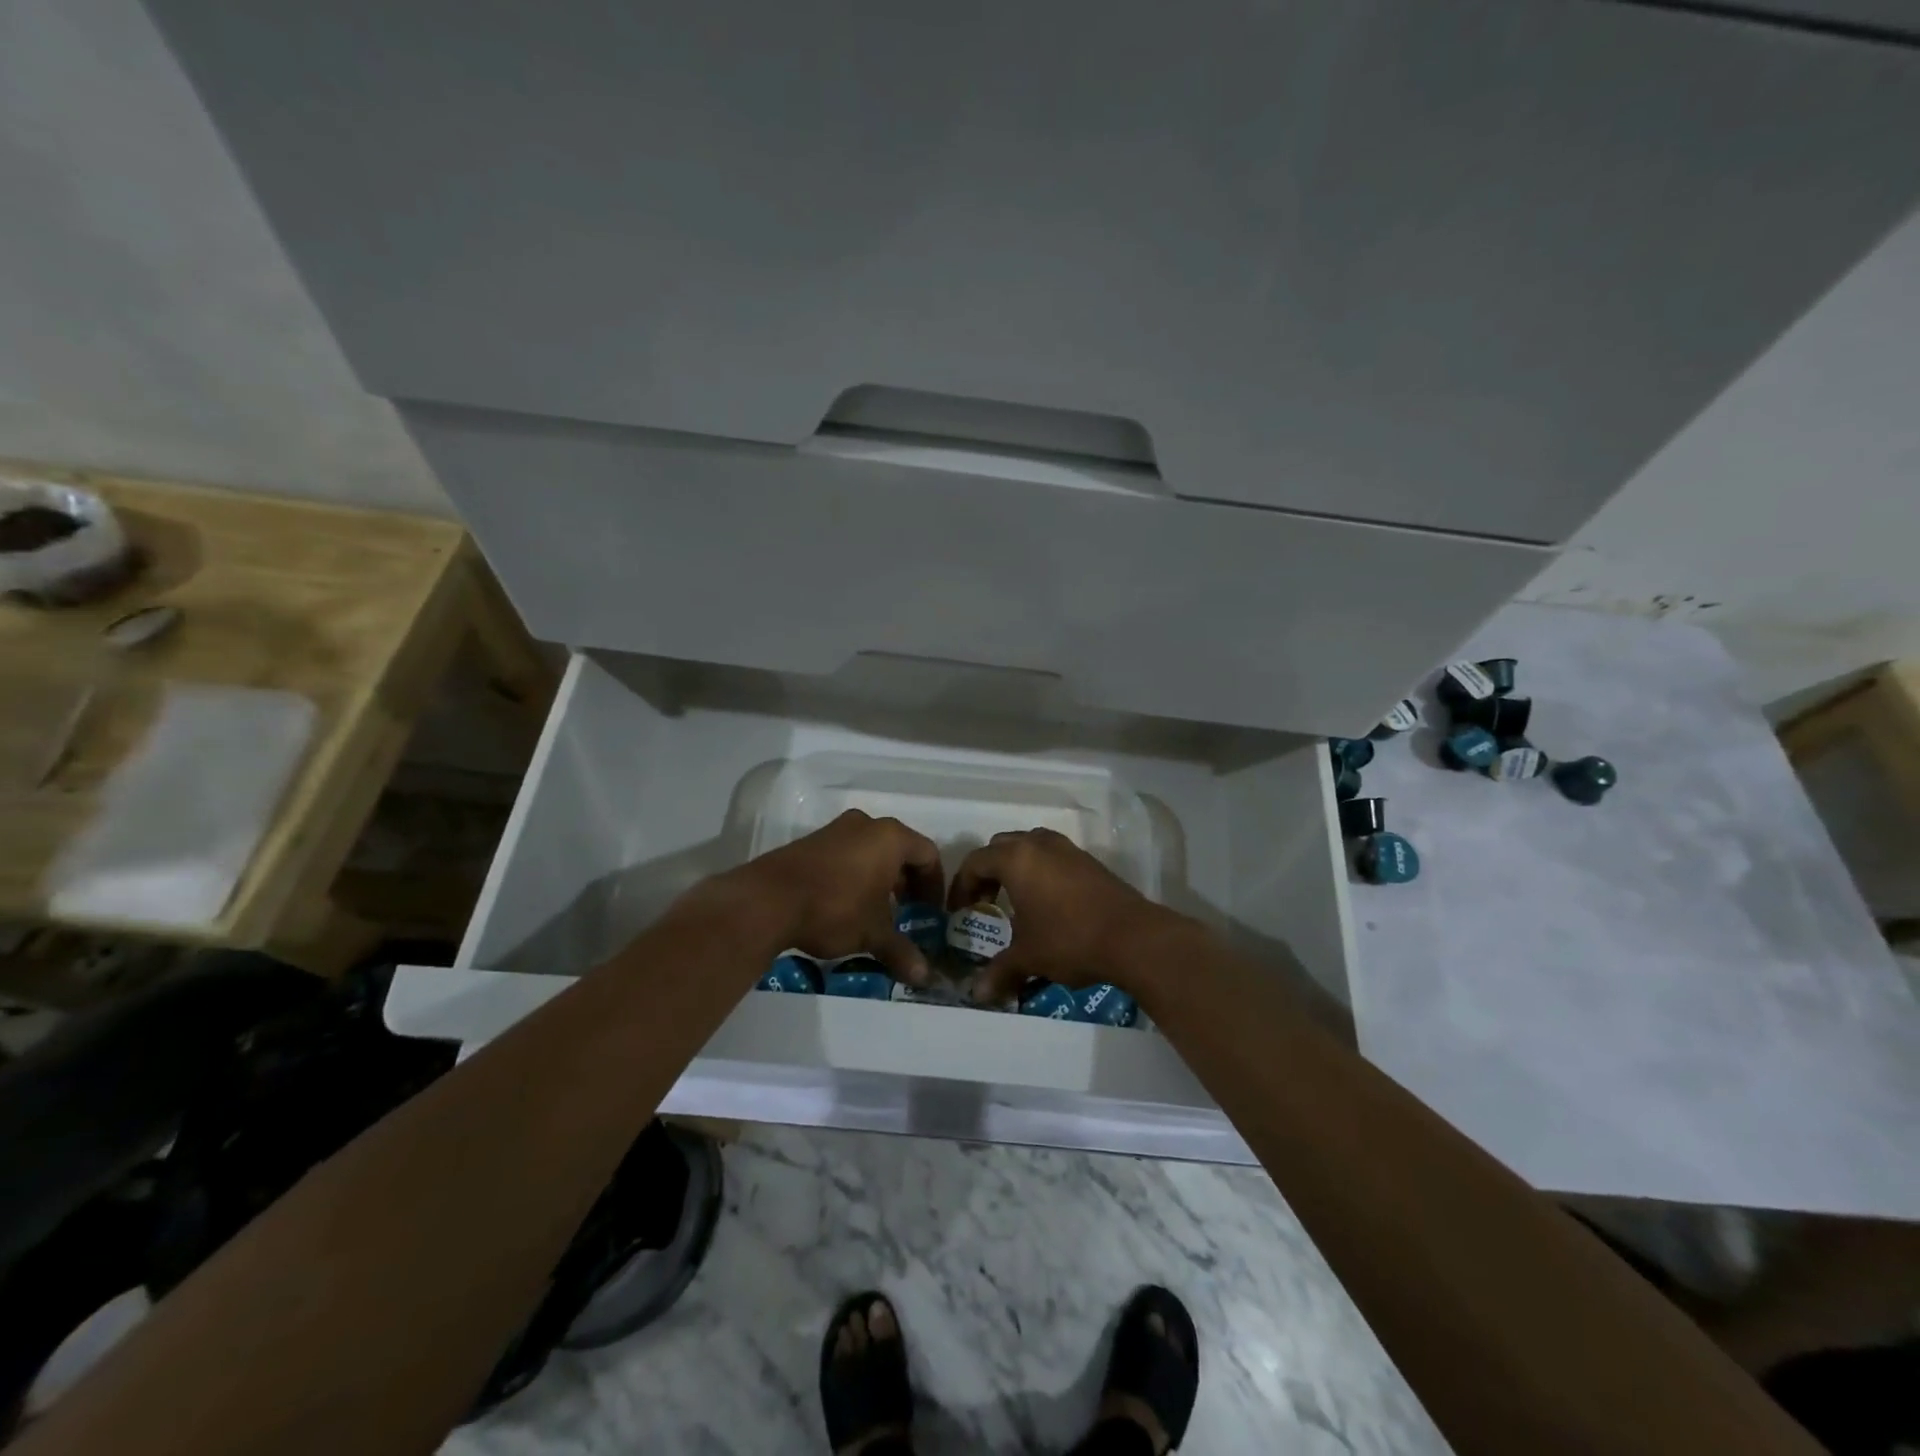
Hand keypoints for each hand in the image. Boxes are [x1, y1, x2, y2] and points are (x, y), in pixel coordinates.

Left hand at [737, 810, 944, 983]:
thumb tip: (924, 977)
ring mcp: (835, 830)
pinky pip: (846, 854)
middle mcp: (866, 825)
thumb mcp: (873, 934)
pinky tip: (846, 905)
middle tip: (907, 913)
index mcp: (890, 837)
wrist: (768, 900)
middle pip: (900, 850)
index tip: (931, 912)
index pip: (928, 854)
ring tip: (877, 912)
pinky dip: (855, 875)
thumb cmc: (835, 908)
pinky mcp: (811, 842)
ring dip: (880, 878)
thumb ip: (901, 951)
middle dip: (907, 883)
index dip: (934, 885)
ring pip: (871, 851)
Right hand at [947, 828, 1186, 1002]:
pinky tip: (1048, 903)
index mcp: (1016, 858)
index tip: (961, 913)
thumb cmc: (1069, 939)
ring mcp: (1067, 849)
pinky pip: (1053, 856)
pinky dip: (1041, 871)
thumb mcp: (1028, 956)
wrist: (1133, 937)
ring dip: (1016, 867)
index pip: (975, 861)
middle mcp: (1039, 844)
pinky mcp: (1089, 861)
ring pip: (1030, 846)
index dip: (962, 886)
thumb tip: (977, 993)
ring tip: (1016, 899)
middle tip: (985, 902)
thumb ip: (1000, 971)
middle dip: (987, 872)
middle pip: (1001, 847)